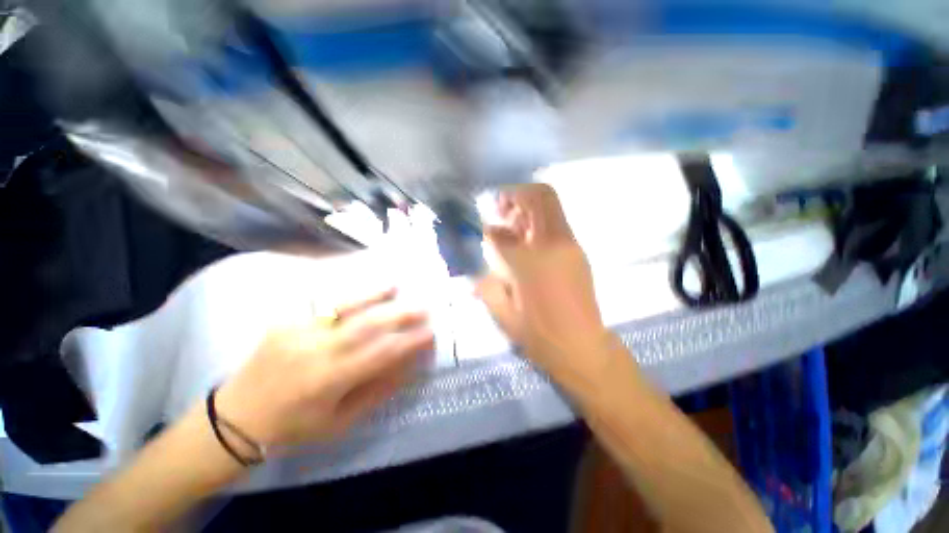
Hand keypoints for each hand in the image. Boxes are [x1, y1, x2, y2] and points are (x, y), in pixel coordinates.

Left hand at [215, 289, 432, 448]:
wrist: (235, 419)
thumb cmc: (293, 428)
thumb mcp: (339, 423)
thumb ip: (376, 391)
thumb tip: (407, 365)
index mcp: (329, 380)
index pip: (381, 354)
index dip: (409, 342)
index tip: (430, 333)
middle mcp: (315, 351)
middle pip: (367, 325)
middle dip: (400, 313)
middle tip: (423, 306)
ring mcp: (298, 331)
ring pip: (344, 306)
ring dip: (373, 294)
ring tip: (395, 284)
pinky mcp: (285, 321)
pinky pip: (323, 303)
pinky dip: (348, 293)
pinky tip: (362, 288)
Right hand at [476, 184, 609, 376]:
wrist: (582, 347)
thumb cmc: (539, 335)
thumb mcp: (502, 312)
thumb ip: (486, 280)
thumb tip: (479, 257)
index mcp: (530, 261)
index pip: (500, 232)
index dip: (485, 229)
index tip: (479, 228)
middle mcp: (553, 243)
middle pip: (539, 197)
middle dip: (515, 195)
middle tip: (498, 208)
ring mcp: (570, 244)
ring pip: (550, 205)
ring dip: (527, 206)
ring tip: (509, 222)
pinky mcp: (578, 251)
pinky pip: (556, 222)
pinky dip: (537, 220)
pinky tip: (524, 239)